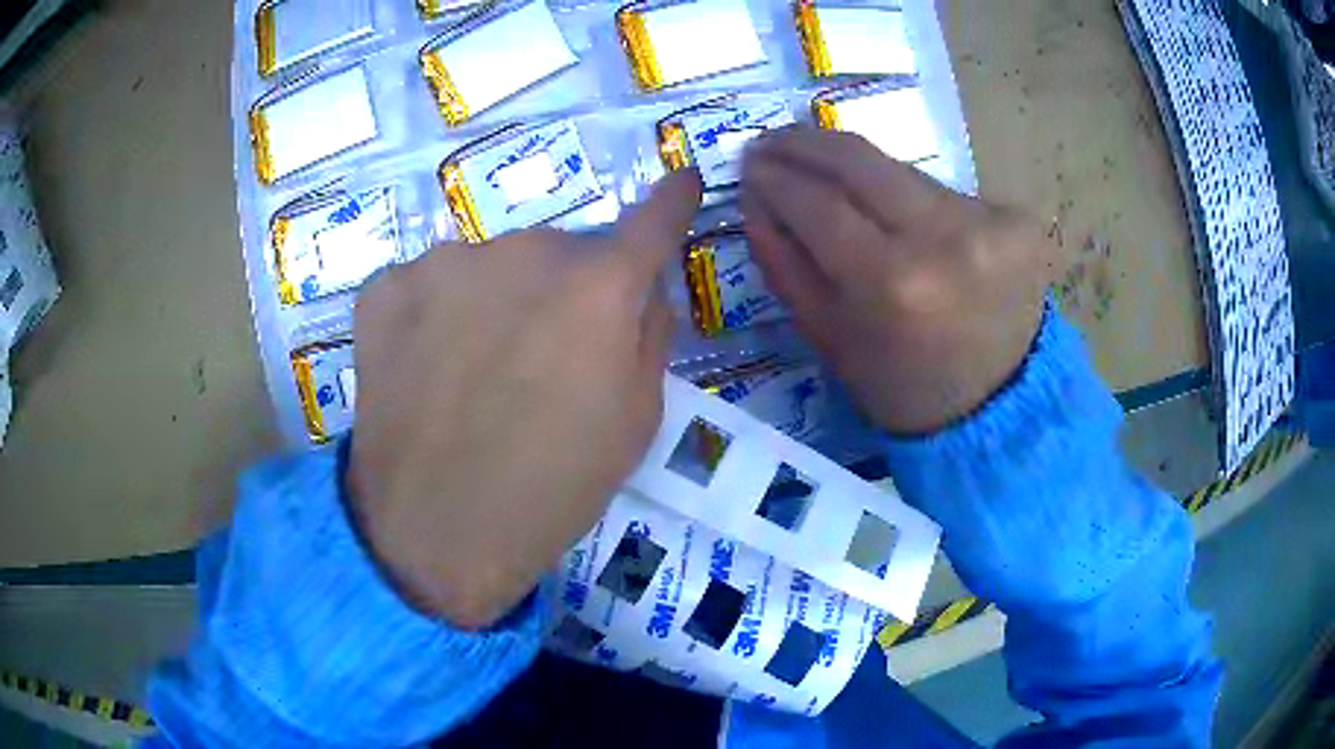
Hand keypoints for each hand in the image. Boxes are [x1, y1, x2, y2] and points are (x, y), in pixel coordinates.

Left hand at [346, 171, 702, 628]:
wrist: (433, 533)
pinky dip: (435, 314)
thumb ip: (649, 334)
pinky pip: (429, 284)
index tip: (683, 181)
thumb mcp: (636, 422)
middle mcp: (522, 253)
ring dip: (494, 300)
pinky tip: (426, 369)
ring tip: (473, 373)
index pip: (651, 223)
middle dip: (564, 289)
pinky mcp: (384, 288)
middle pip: (559, 251)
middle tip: (543, 359)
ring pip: (489, 265)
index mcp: (596, 288)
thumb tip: (641, 285)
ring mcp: (443, 263)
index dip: (672, 202)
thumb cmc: (552, 489)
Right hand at [741, 128, 1061, 434]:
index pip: (816, 202)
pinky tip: (901, 218)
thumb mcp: (828, 337)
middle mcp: (943, 238)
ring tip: (827, 176)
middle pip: (859, 159)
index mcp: (891, 283)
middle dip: (804, 142)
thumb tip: (755, 198)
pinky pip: (941, 192)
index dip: (775, 177)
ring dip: (857, 171)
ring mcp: (988, 222)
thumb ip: (784, 263)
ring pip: (901, 170)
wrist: (998, 408)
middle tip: (773, 140)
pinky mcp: (1016, 218)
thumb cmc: (901, 386)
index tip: (749, 162)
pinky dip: (910, 199)